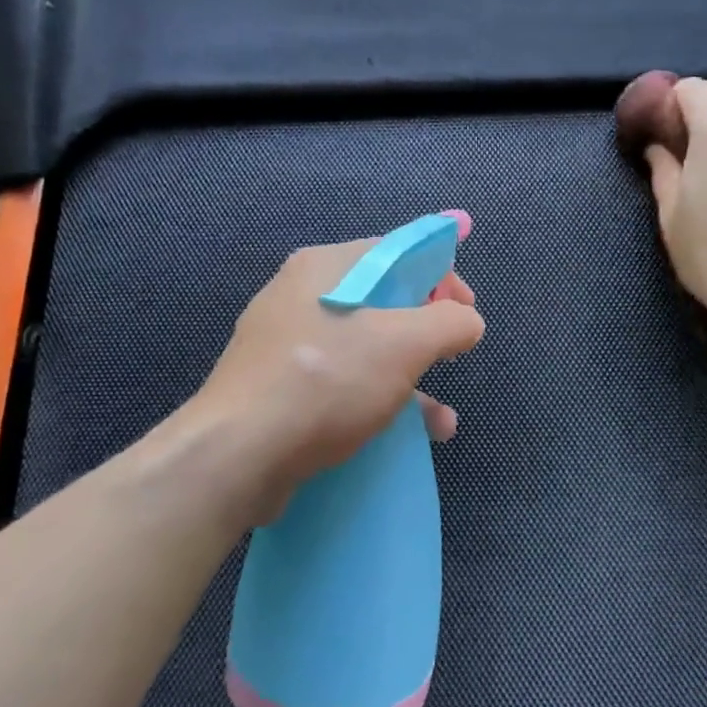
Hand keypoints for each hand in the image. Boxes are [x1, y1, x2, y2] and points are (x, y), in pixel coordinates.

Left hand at [187, 238, 484, 521]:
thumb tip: (468, 321)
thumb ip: (449, 322)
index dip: (442, 276)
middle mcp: (301, 296)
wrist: (238, 454)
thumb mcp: (404, 343)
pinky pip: (340, 382)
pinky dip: (376, 401)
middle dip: (427, 333)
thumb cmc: (327, 381)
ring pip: (364, 349)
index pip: (397, 251)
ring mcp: (285, 344)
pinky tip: (406, 435)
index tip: (466, 312)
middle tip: (452, 356)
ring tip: (441, 420)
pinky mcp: (278, 388)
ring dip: (410, 378)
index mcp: (326, 267)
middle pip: (382, 301)